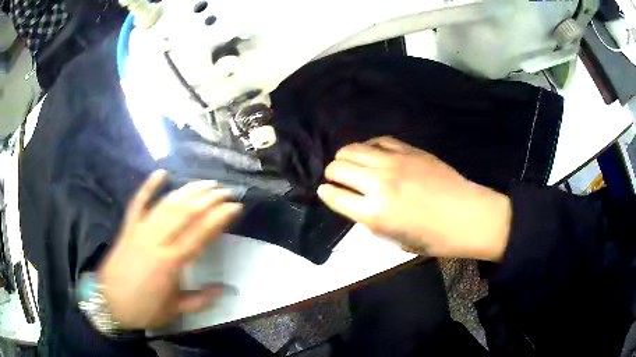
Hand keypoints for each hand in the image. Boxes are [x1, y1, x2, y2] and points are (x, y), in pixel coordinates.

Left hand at [97, 170, 241, 329]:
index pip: (200, 233)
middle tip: (226, 191)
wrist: (109, 302)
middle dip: (209, 198)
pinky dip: (149, 187)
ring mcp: (140, 230)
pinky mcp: (128, 227)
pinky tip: (161, 173)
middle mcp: (157, 240)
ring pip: (166, 204)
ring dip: (188, 191)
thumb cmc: (144, 309)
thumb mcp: (174, 310)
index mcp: (171, 262)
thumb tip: (224, 290)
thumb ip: (200, 300)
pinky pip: (138, 202)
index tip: (235, 206)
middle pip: (186, 213)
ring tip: (205, 183)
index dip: (219, 218)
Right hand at [317, 137, 510, 261]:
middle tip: (337, 179)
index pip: (334, 196)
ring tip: (349, 163)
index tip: (324, 191)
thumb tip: (357, 203)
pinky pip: (378, 141)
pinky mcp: (409, 150)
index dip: (325, 193)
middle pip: (338, 168)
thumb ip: (370, 220)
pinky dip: (368, 146)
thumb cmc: (434, 238)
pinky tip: (371, 153)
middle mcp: (378, 184)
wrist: (467, 216)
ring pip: (353, 149)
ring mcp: (394, 163)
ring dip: (345, 157)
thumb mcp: (395, 240)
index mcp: (374, 213)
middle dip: (331, 174)